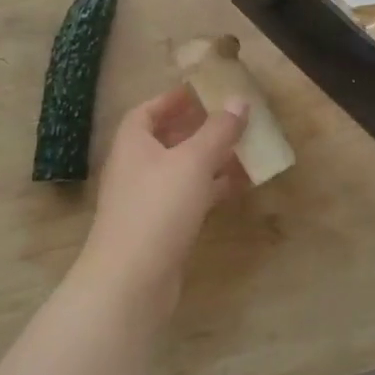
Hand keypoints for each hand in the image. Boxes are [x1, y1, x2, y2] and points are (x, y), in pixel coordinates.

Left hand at [69, 86, 247, 323]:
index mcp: (133, 143)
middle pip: (166, 139)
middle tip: (230, 118)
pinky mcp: (160, 228)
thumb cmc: (157, 208)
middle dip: (197, 127)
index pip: (148, 111)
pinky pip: (189, 196)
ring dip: (210, 158)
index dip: (173, 99)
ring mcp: (146, 200)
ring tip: (244, 148)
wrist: (131, 282)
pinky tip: (239, 186)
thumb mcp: (193, 161)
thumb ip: (218, 130)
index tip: (202, 91)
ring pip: (181, 169)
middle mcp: (135, 168)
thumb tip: (240, 100)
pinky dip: (211, 187)